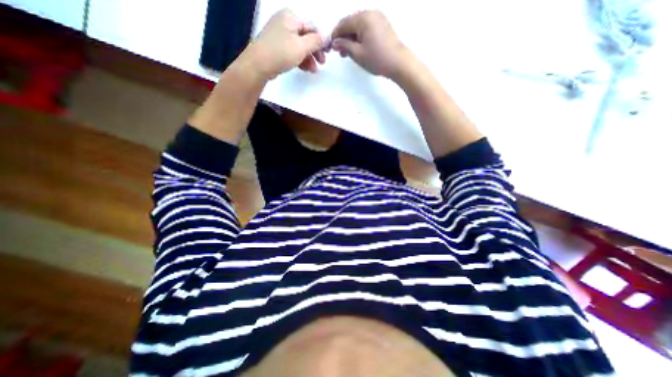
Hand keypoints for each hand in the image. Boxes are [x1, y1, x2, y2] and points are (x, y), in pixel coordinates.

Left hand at [249, 8, 328, 78]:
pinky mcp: (277, 46)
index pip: (312, 27)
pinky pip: (292, 50)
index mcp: (291, 17)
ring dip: (308, 58)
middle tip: (322, 63)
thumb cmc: (280, 53)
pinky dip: (300, 59)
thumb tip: (327, 37)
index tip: (328, 53)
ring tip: (313, 70)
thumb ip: (316, 41)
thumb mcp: (302, 47)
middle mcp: (285, 22)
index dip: (321, 40)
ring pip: (300, 45)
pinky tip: (305, 68)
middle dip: (315, 51)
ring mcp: (280, 34)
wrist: (258, 65)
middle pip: (306, 36)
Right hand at [333, 10, 412, 79]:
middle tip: (339, 52)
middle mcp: (370, 13)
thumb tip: (335, 42)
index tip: (330, 47)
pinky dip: (360, 37)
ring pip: (359, 26)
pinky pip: (366, 28)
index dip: (335, 35)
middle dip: (343, 37)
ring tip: (347, 53)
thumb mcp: (357, 54)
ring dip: (351, 38)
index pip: (343, 24)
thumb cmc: (377, 59)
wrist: (398, 63)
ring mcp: (378, 18)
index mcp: (363, 18)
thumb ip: (344, 45)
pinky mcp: (382, 25)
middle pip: (351, 23)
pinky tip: (357, 48)